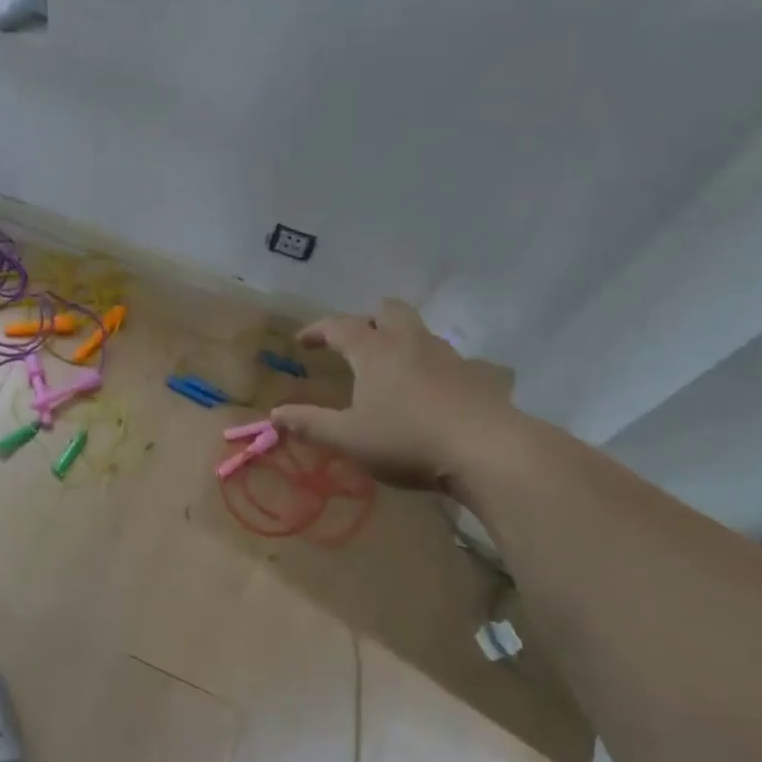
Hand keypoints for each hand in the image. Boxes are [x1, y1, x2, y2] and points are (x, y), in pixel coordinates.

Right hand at [271, 299, 519, 491]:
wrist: (487, 451)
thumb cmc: (406, 440)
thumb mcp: (348, 438)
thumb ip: (310, 423)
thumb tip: (275, 414)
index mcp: (375, 352)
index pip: (338, 326)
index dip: (317, 330)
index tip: (302, 342)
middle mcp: (412, 343)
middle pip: (388, 310)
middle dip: (368, 320)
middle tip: (356, 344)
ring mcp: (451, 356)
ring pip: (423, 332)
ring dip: (404, 342)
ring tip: (396, 369)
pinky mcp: (482, 376)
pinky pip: (464, 363)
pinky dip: (448, 371)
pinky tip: (447, 391)